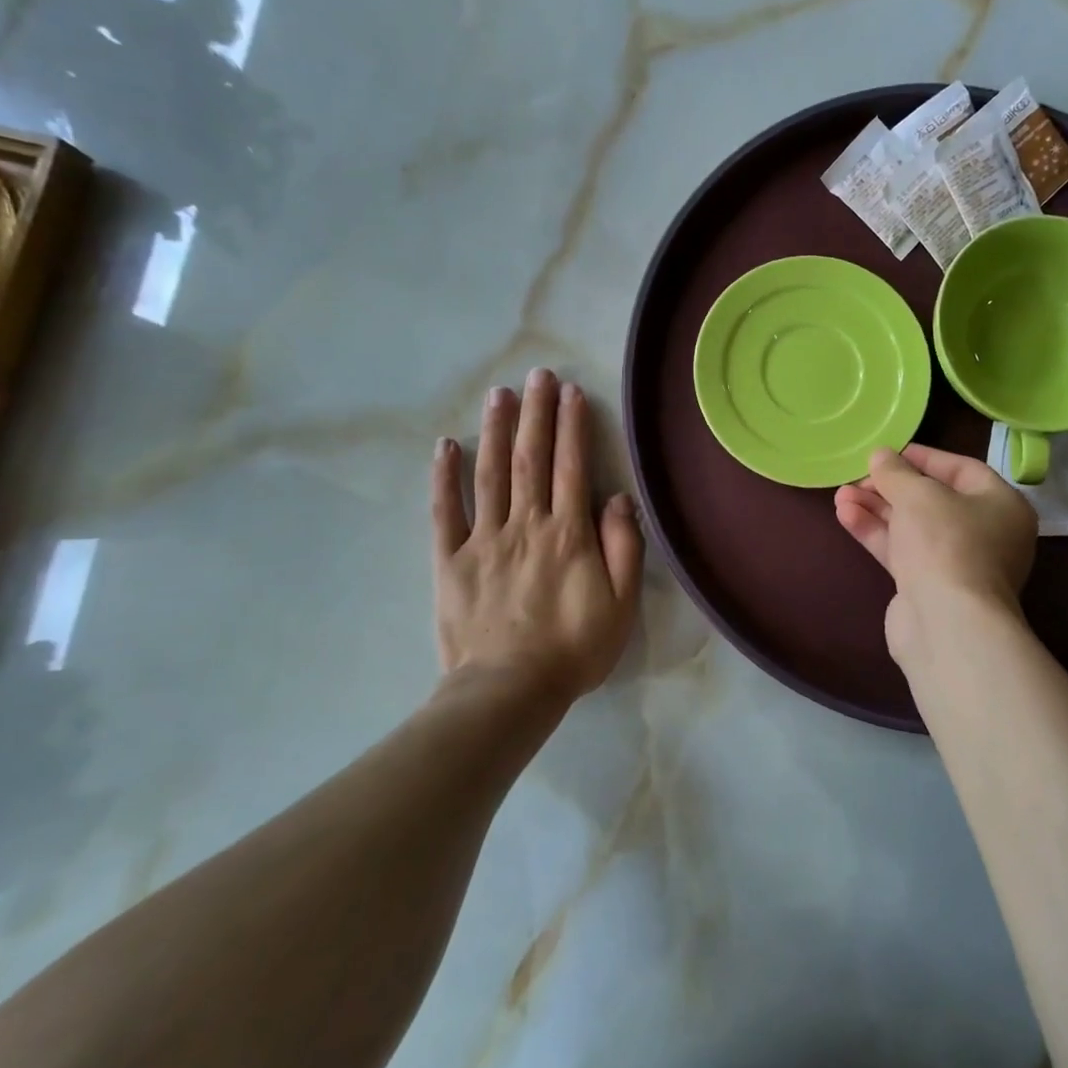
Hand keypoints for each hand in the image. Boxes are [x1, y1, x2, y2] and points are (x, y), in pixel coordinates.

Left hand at [433, 369, 643, 700]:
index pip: (571, 467)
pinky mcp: (450, 560)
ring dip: (495, 430)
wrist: (509, 692)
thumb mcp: (620, 605)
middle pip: (531, 458)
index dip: (572, 426)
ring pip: (490, 473)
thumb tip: (618, 498)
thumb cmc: (573, 649)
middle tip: (537, 375)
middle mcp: (526, 524)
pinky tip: (445, 445)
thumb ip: (623, 548)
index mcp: (568, 534)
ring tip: (500, 394)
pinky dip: (444, 477)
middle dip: (536, 413)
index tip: (571, 392)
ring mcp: (483, 539)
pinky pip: (445, 511)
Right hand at [834, 444, 1036, 667]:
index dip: (924, 457)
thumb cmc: (945, 543)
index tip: (889, 452)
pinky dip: (876, 533)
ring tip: (840, 494)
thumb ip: (896, 472)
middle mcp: (985, 534)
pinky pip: (901, 551)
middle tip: (858, 476)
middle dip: (891, 487)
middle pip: (932, 500)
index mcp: (1001, 505)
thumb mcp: (919, 495)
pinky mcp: (929, 587)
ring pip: (912, 527)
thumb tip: (880, 455)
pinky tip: (845, 515)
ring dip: (876, 509)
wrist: (946, 623)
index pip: (962, 470)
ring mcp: (956, 563)